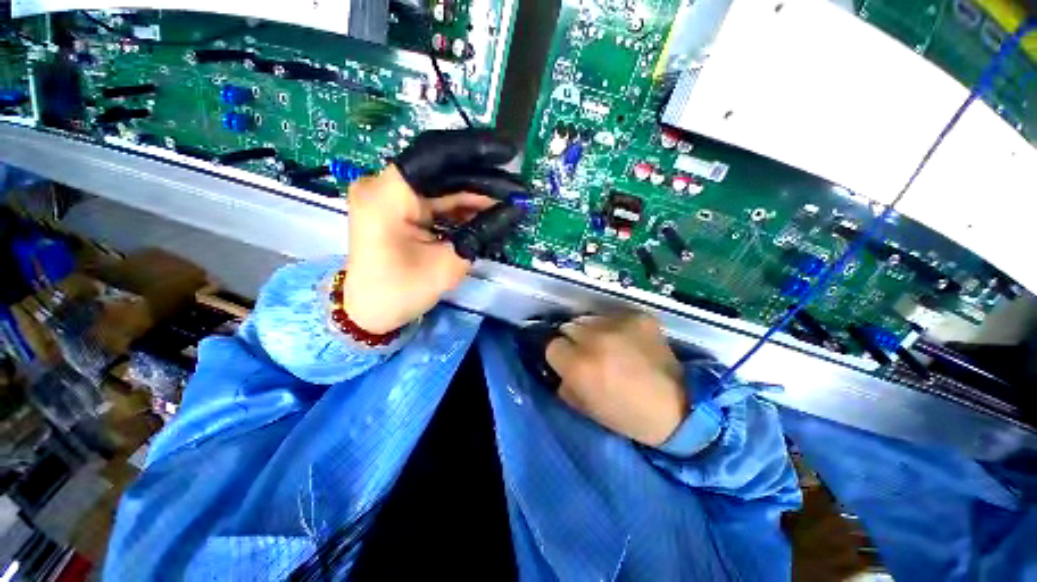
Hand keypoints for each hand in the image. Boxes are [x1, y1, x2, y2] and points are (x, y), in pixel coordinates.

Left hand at [342, 129, 522, 333]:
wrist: (369, 311)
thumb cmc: (402, 292)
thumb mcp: (449, 262)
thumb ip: (482, 231)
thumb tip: (515, 209)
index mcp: (388, 194)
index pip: (435, 154)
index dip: (475, 150)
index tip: (508, 153)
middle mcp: (383, 184)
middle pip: (441, 169)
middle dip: (482, 179)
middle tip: (517, 188)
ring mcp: (389, 194)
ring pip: (441, 184)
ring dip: (475, 194)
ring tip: (508, 201)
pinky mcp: (397, 207)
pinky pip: (435, 199)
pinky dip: (460, 206)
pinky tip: (487, 211)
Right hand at [546, 314, 688, 446]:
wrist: (678, 406)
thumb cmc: (626, 414)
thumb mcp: (585, 407)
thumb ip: (564, 383)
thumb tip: (559, 366)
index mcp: (579, 365)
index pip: (552, 346)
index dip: (561, 357)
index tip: (571, 363)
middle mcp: (594, 339)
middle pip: (568, 327)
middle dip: (574, 341)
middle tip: (589, 354)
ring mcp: (618, 325)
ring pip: (589, 319)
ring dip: (593, 332)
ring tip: (610, 346)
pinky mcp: (638, 317)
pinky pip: (613, 316)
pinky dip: (616, 327)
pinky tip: (628, 341)